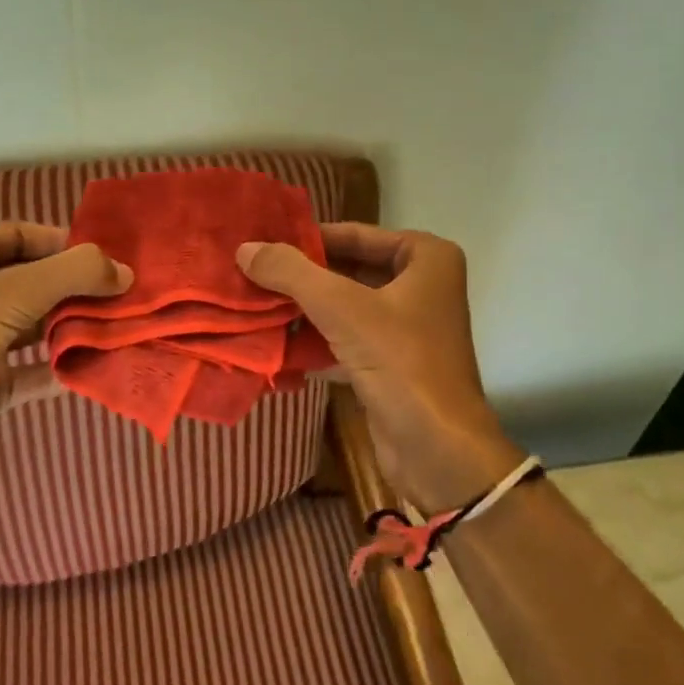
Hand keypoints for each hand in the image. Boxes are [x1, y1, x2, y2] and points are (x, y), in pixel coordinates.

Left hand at [0, 223, 130, 560]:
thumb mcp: (12, 293)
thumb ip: (73, 274)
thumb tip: (126, 270)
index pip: (19, 235)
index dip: (63, 242)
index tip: (108, 256)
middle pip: (31, 281)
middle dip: (75, 287)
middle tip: (126, 292)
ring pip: (34, 325)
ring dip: (73, 325)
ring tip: (123, 324)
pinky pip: (33, 369)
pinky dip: (63, 366)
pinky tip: (100, 364)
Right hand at [236, 224, 521, 511]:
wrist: (438, 450)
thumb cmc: (399, 361)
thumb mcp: (341, 307)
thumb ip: (291, 273)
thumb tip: (245, 248)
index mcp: (426, 258)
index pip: (355, 235)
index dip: (308, 239)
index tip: (262, 243)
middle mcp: (422, 286)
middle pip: (349, 270)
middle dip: (302, 278)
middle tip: (251, 274)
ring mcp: (408, 327)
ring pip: (346, 307)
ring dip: (304, 311)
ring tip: (254, 306)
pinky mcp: (393, 364)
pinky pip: (347, 340)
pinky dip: (316, 342)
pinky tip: (276, 345)